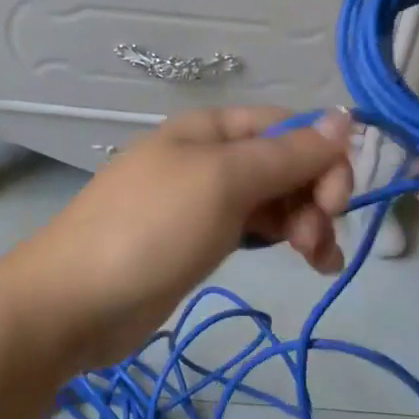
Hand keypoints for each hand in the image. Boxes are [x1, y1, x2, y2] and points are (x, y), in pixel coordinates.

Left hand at [1, 106, 354, 374]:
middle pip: (284, 163)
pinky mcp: (200, 240)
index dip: (322, 155)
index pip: (286, 125)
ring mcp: (203, 200)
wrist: (74, 301)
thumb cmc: (151, 229)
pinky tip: (309, 264)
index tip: (339, 200)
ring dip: (306, 222)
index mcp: (211, 128)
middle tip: (318, 239)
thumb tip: (344, 118)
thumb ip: (286, 153)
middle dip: (314, 195)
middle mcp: (210, 156)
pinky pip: (256, 228)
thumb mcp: (223, 181)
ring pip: (274, 198)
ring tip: (318, 260)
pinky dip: (284, 240)